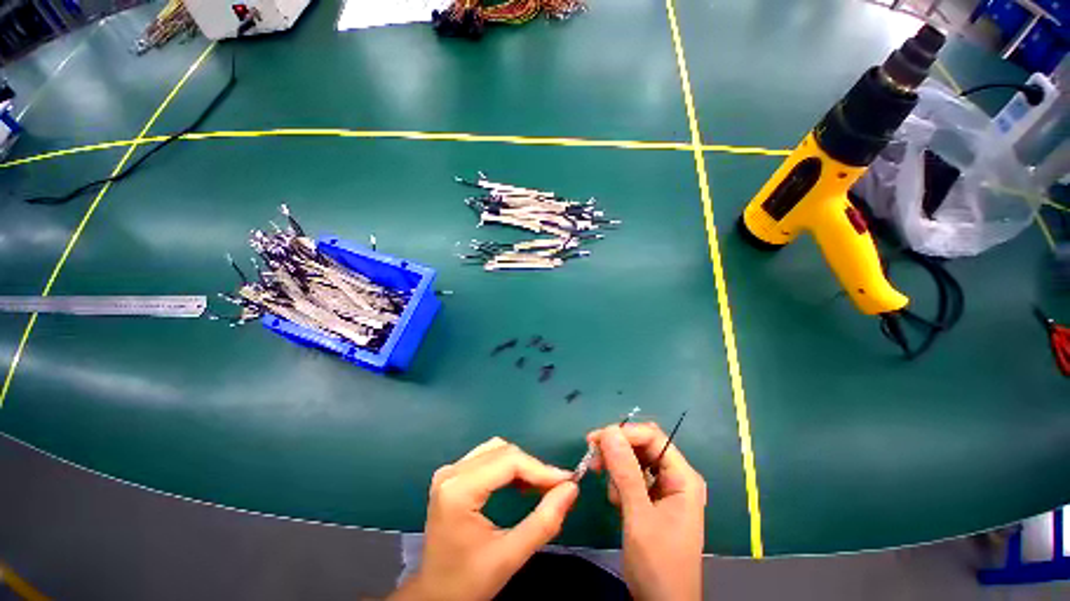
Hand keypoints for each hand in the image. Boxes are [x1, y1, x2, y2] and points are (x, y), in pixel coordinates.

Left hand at [391, 438, 578, 600]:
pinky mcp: (452, 475)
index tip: (567, 481)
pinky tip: (520, 484)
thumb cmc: (468, 582)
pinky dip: (508, 466)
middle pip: (503, 452)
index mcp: (458, 490)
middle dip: (533, 467)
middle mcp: (451, 472)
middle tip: (556, 488)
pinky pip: (487, 457)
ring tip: (541, 486)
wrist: (434, 596)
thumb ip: (544, 522)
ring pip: (496, 450)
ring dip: (522, 465)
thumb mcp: (509, 557)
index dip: (541, 469)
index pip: (509, 462)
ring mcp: (449, 471)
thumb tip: (571, 489)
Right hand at [587, 424, 706, 600]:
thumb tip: (609, 431)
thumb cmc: (658, 564)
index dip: (624, 433)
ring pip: (634, 460)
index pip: (653, 437)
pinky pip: (631, 477)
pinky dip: (619, 483)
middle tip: (594, 460)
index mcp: (682, 477)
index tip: (595, 440)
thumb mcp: (639, 517)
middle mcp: (675, 477)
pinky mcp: (652, 499)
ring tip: (611, 494)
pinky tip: (616, 501)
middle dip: (617, 450)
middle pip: (642, 445)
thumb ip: (625, 472)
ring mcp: (664, 488)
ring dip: (616, 469)